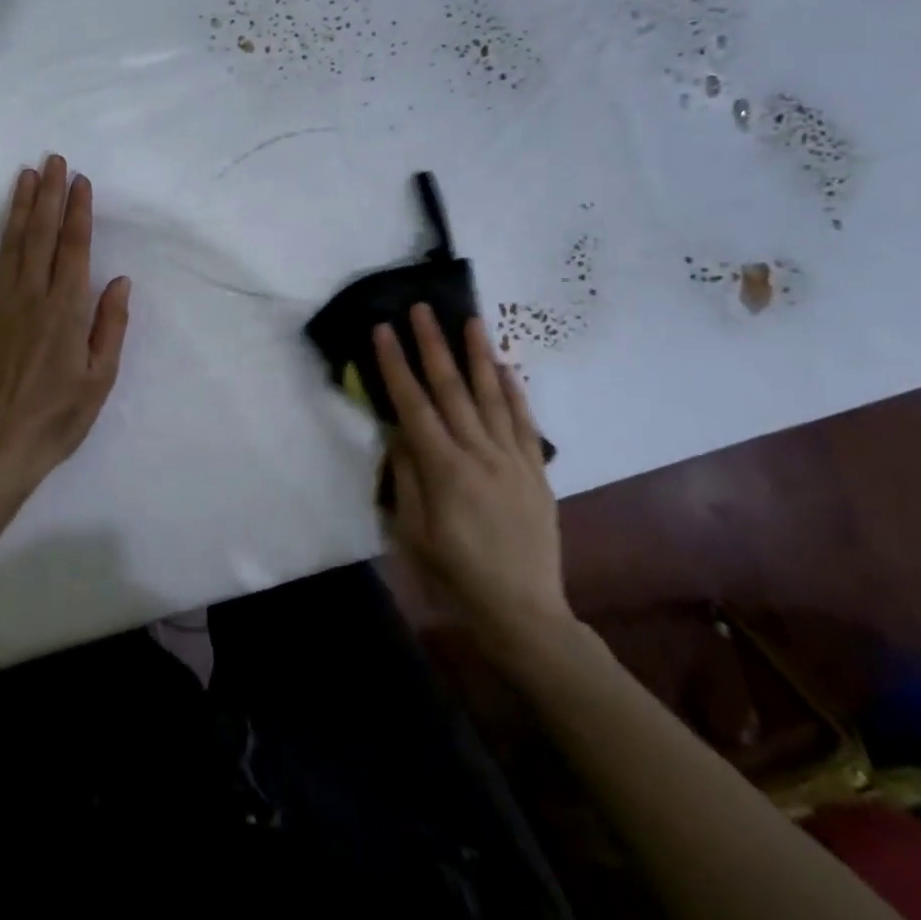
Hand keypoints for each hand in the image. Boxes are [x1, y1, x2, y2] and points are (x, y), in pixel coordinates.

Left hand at [0, 155, 131, 501]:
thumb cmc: (58, 416)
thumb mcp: (101, 378)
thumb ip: (110, 325)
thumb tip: (118, 280)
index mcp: (67, 310)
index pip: (75, 248)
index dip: (78, 211)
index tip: (80, 180)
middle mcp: (32, 297)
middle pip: (41, 235)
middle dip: (49, 194)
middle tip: (53, 160)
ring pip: (11, 245)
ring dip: (19, 207)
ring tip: (25, 175)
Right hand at [373, 305, 574, 667]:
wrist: (523, 610)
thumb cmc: (456, 574)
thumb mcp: (413, 532)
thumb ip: (406, 477)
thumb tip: (399, 433)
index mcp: (443, 469)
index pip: (413, 404)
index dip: (395, 364)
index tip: (384, 330)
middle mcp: (479, 453)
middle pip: (452, 389)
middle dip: (433, 345)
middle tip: (423, 308)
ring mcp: (512, 459)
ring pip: (493, 396)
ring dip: (478, 355)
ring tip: (470, 320)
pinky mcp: (536, 470)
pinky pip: (525, 422)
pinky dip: (515, 391)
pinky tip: (506, 367)